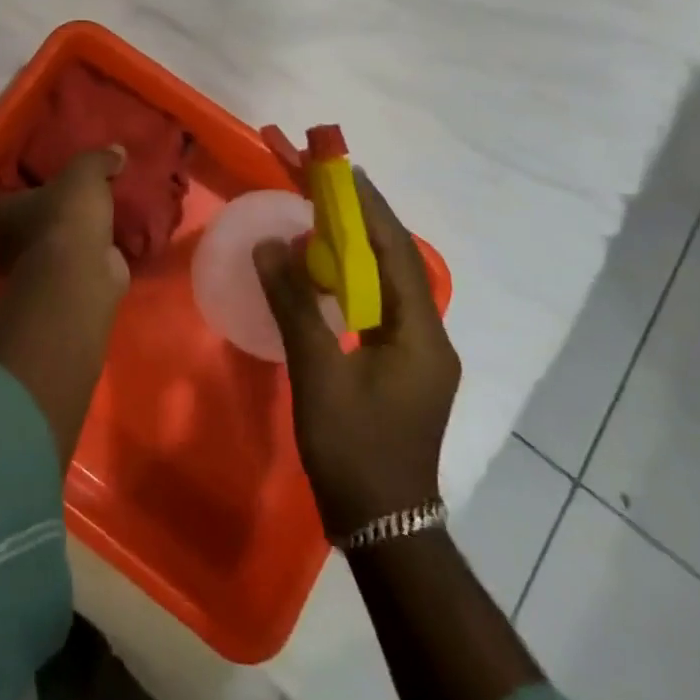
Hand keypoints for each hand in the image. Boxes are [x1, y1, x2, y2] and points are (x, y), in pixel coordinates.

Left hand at [0, 146, 128, 290]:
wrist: (79, 276)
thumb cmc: (65, 217)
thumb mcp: (83, 174)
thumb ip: (97, 160)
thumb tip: (116, 151)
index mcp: (1, 213)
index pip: (11, 195)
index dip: (31, 187)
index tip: (54, 180)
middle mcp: (8, 245)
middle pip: (32, 223)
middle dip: (54, 215)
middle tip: (83, 199)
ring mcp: (35, 272)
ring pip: (56, 246)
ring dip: (75, 238)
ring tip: (105, 219)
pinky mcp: (62, 289)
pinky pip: (78, 264)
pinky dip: (94, 258)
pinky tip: (115, 245)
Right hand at [256, 170, 459, 540]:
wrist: (382, 528)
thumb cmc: (353, 449)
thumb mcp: (318, 373)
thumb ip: (294, 303)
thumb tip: (270, 244)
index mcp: (420, 333)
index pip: (396, 251)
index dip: (370, 208)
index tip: (344, 170)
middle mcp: (429, 335)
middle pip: (396, 261)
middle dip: (364, 219)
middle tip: (328, 185)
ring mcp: (418, 353)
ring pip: (388, 282)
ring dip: (359, 247)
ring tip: (324, 216)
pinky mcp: (402, 366)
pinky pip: (379, 304)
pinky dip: (354, 278)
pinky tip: (327, 272)